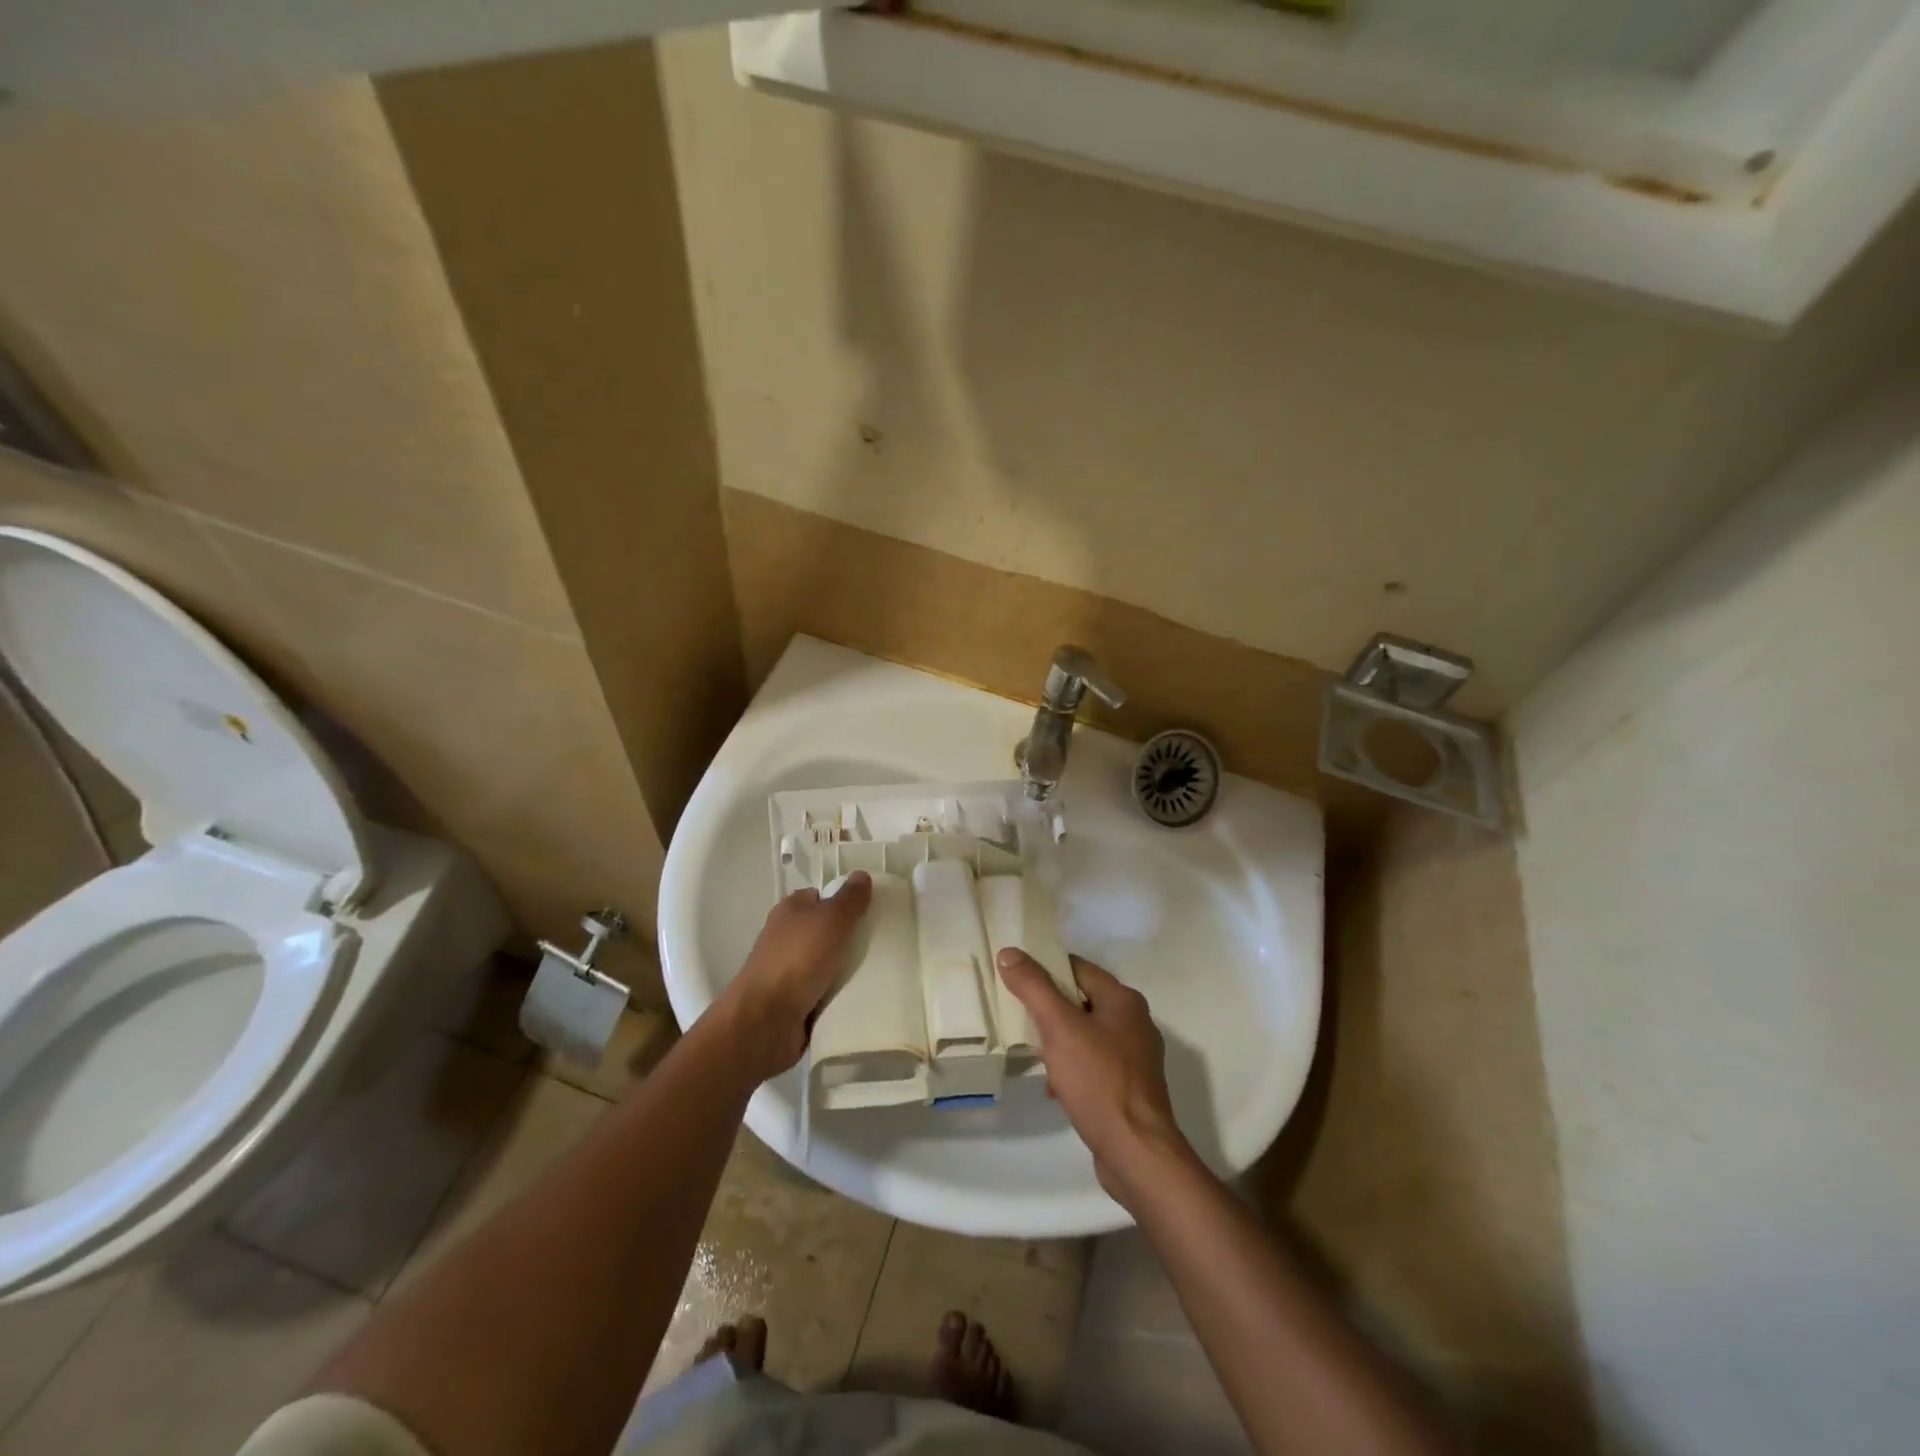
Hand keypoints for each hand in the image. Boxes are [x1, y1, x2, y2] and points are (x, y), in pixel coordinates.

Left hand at [717, 872, 872, 1080]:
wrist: (766, 1020)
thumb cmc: (798, 958)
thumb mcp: (831, 919)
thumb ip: (849, 898)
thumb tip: (861, 875)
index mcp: (790, 910)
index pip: (820, 896)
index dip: (843, 901)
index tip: (871, 911)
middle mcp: (786, 937)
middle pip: (825, 930)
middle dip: (849, 937)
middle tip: (881, 942)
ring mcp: (788, 971)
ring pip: (826, 962)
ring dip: (846, 968)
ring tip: (880, 971)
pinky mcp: (793, 1001)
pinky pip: (824, 991)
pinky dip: (839, 993)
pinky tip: (862, 995)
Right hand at [996, 949, 1192, 1203]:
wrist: (1137, 1153)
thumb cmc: (1099, 1081)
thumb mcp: (1059, 1028)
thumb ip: (1033, 987)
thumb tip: (1009, 952)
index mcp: (1123, 1000)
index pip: (1077, 968)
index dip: (1045, 969)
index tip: (1015, 978)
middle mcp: (1134, 1022)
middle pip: (1081, 1000)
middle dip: (1050, 1008)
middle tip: (1018, 1016)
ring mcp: (1135, 1057)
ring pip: (1086, 1034)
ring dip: (1059, 1041)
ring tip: (1034, 1054)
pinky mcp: (1129, 1087)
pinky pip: (1093, 1064)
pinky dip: (1072, 1068)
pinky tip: (1054, 1087)